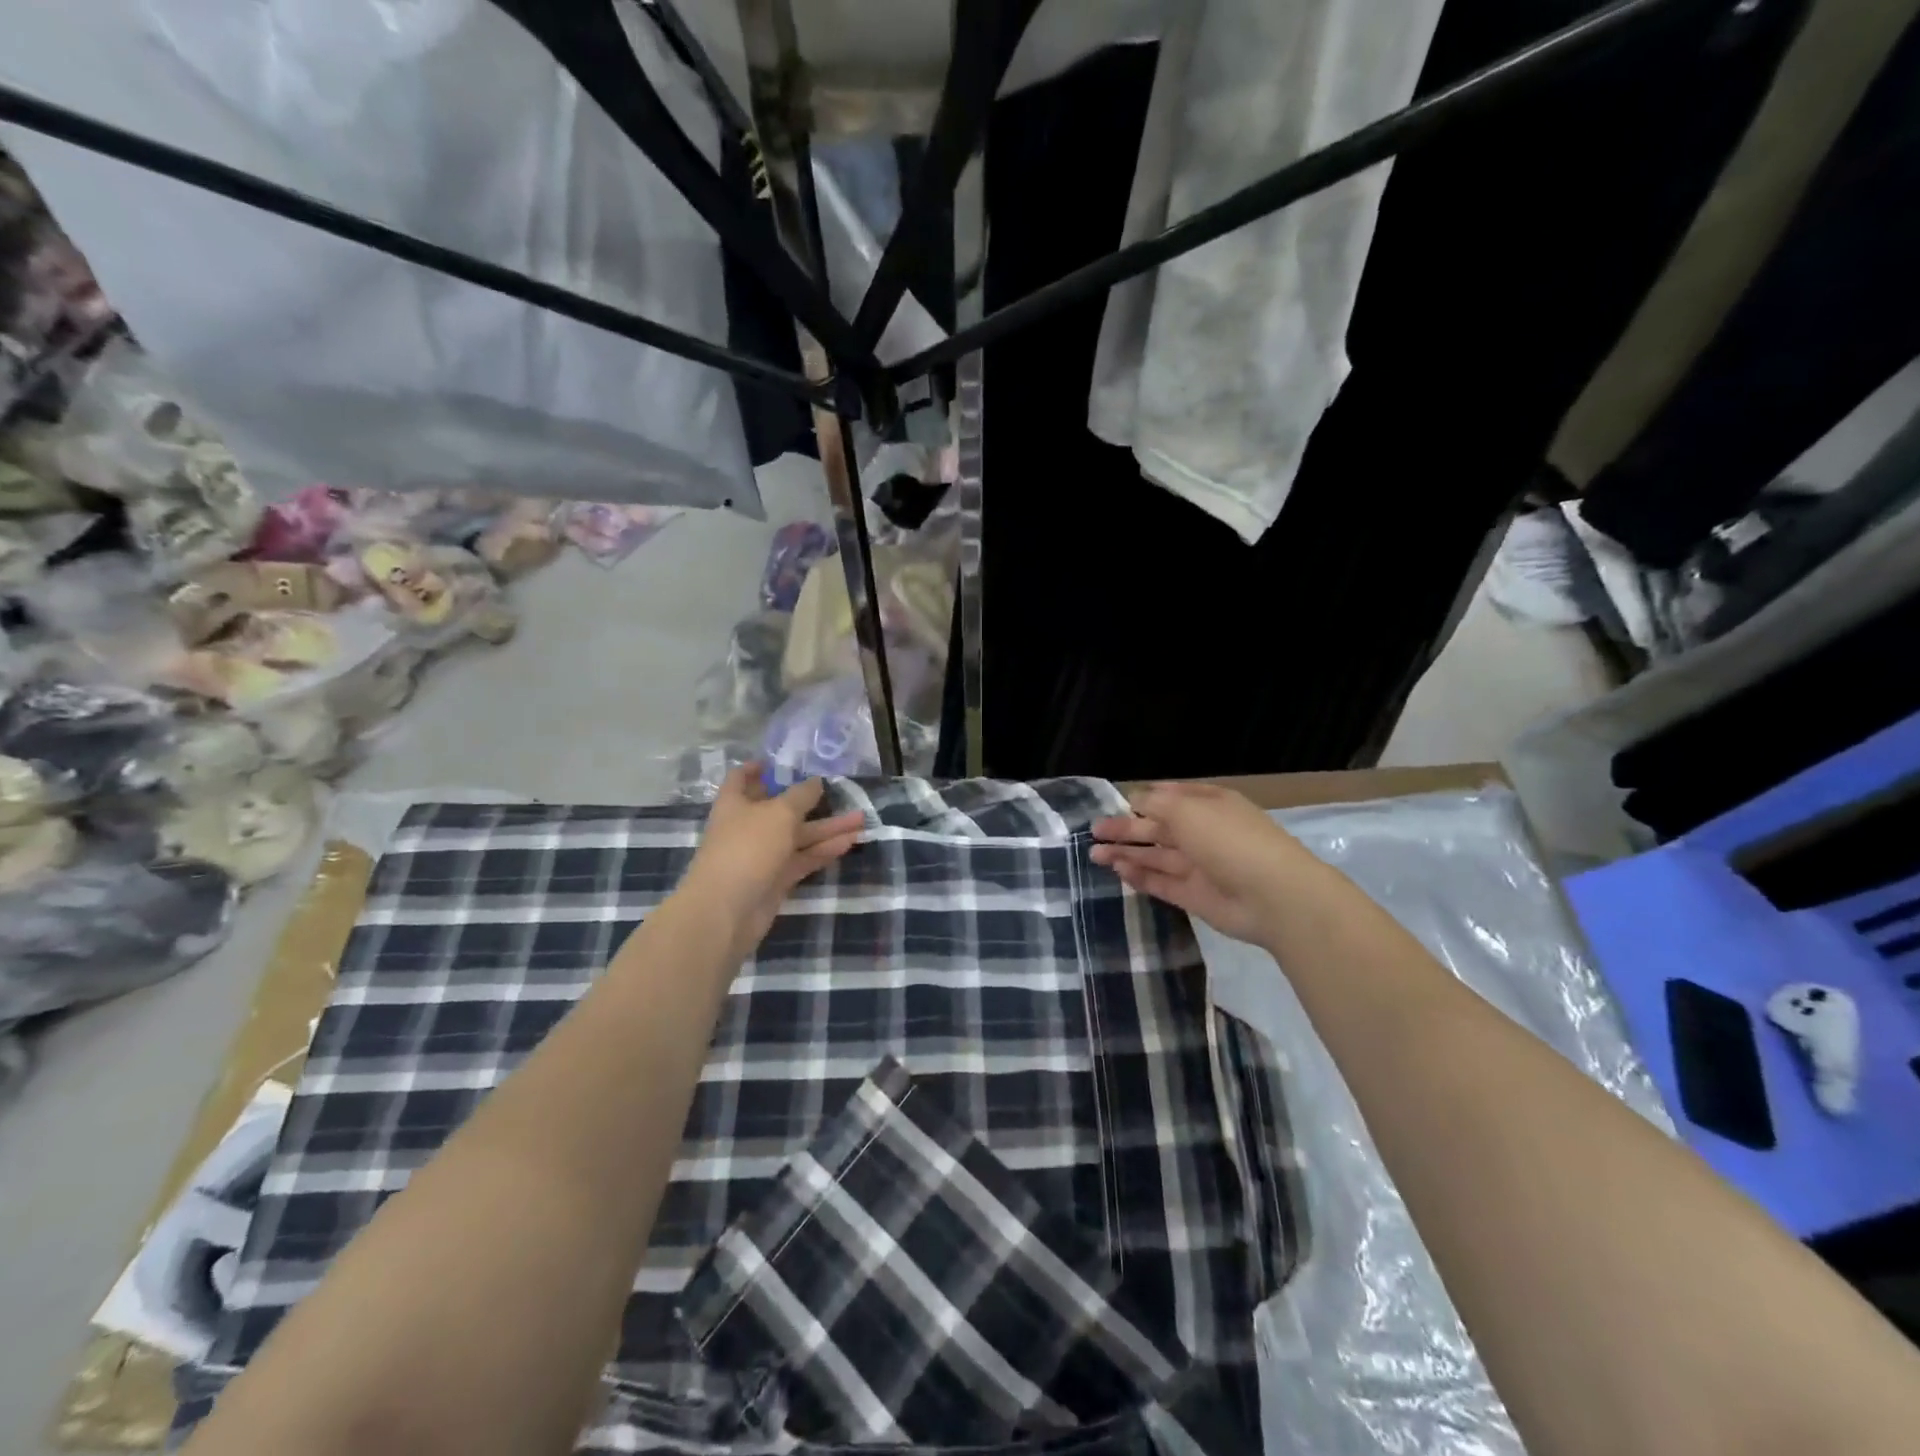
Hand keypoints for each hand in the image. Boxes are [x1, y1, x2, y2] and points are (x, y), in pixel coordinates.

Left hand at [682, 765, 864, 960]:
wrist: (727, 910)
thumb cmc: (748, 848)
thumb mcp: (779, 813)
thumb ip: (801, 796)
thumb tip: (816, 782)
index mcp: (736, 803)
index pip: (742, 778)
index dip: (758, 768)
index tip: (781, 761)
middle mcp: (748, 826)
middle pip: (781, 808)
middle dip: (812, 801)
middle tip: (843, 791)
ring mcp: (762, 855)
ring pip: (798, 836)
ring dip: (828, 828)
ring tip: (861, 819)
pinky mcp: (776, 880)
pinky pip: (803, 859)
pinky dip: (824, 851)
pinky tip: (850, 842)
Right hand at [1091, 782, 1307, 946]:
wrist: (1273, 897)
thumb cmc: (1228, 840)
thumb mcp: (1188, 810)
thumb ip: (1155, 804)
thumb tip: (1133, 801)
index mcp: (1208, 804)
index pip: (1171, 796)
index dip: (1143, 798)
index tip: (1115, 803)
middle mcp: (1203, 832)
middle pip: (1158, 827)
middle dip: (1126, 828)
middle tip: (1094, 831)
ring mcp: (1200, 866)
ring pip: (1156, 856)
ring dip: (1127, 853)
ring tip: (1095, 853)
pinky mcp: (1195, 896)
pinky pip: (1162, 882)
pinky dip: (1140, 876)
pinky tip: (1118, 871)